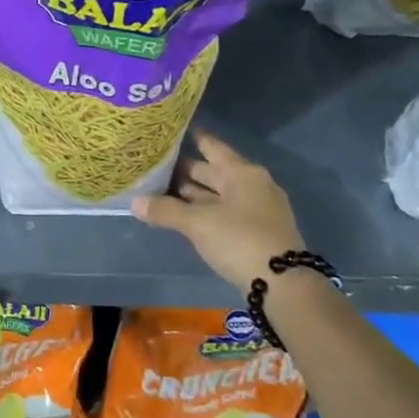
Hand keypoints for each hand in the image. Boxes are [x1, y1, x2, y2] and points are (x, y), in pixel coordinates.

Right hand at [132, 130, 303, 291]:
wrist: (283, 285)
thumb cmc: (239, 239)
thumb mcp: (197, 223)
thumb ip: (165, 210)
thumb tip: (134, 202)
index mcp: (242, 173)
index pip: (212, 147)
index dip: (192, 138)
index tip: (170, 133)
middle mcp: (252, 185)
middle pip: (214, 172)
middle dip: (185, 171)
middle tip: (155, 166)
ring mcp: (257, 209)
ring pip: (218, 194)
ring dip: (193, 194)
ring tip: (161, 191)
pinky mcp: (257, 232)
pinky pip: (224, 212)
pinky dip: (204, 211)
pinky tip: (184, 216)